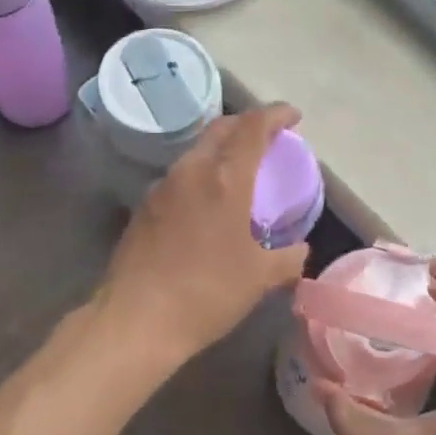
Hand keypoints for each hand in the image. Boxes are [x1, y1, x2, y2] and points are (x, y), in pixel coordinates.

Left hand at [95, 103, 310, 368]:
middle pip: (220, 129)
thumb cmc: (206, 293)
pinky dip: (201, 175)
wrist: (135, 320)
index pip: (253, 127)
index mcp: (224, 179)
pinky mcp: (143, 208)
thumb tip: (299, 249)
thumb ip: (288, 258)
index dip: (276, 115)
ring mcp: (161, 188)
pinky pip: (180, 177)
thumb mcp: (260, 278)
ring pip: (196, 152)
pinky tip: (208, 204)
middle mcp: (190, 172)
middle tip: (268, 138)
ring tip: (240, 171)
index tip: (293, 117)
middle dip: (247, 125)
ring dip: (221, 151)